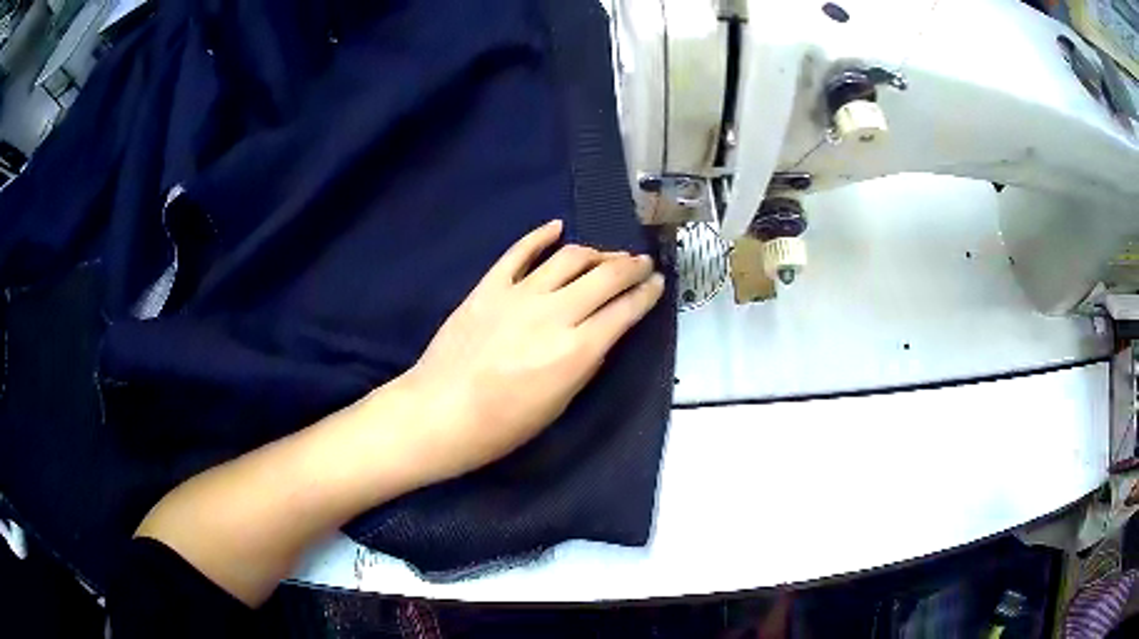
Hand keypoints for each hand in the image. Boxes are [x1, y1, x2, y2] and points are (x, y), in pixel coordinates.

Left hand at [400, 219, 663, 481]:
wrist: (440, 413)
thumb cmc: (502, 426)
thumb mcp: (559, 403)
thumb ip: (583, 362)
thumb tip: (598, 335)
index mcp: (577, 350)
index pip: (625, 311)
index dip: (647, 294)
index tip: (657, 283)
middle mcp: (555, 313)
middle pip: (605, 276)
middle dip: (631, 265)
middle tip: (642, 262)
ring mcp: (520, 294)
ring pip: (569, 258)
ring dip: (596, 252)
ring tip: (608, 254)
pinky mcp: (490, 286)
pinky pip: (520, 252)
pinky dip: (540, 236)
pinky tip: (556, 228)